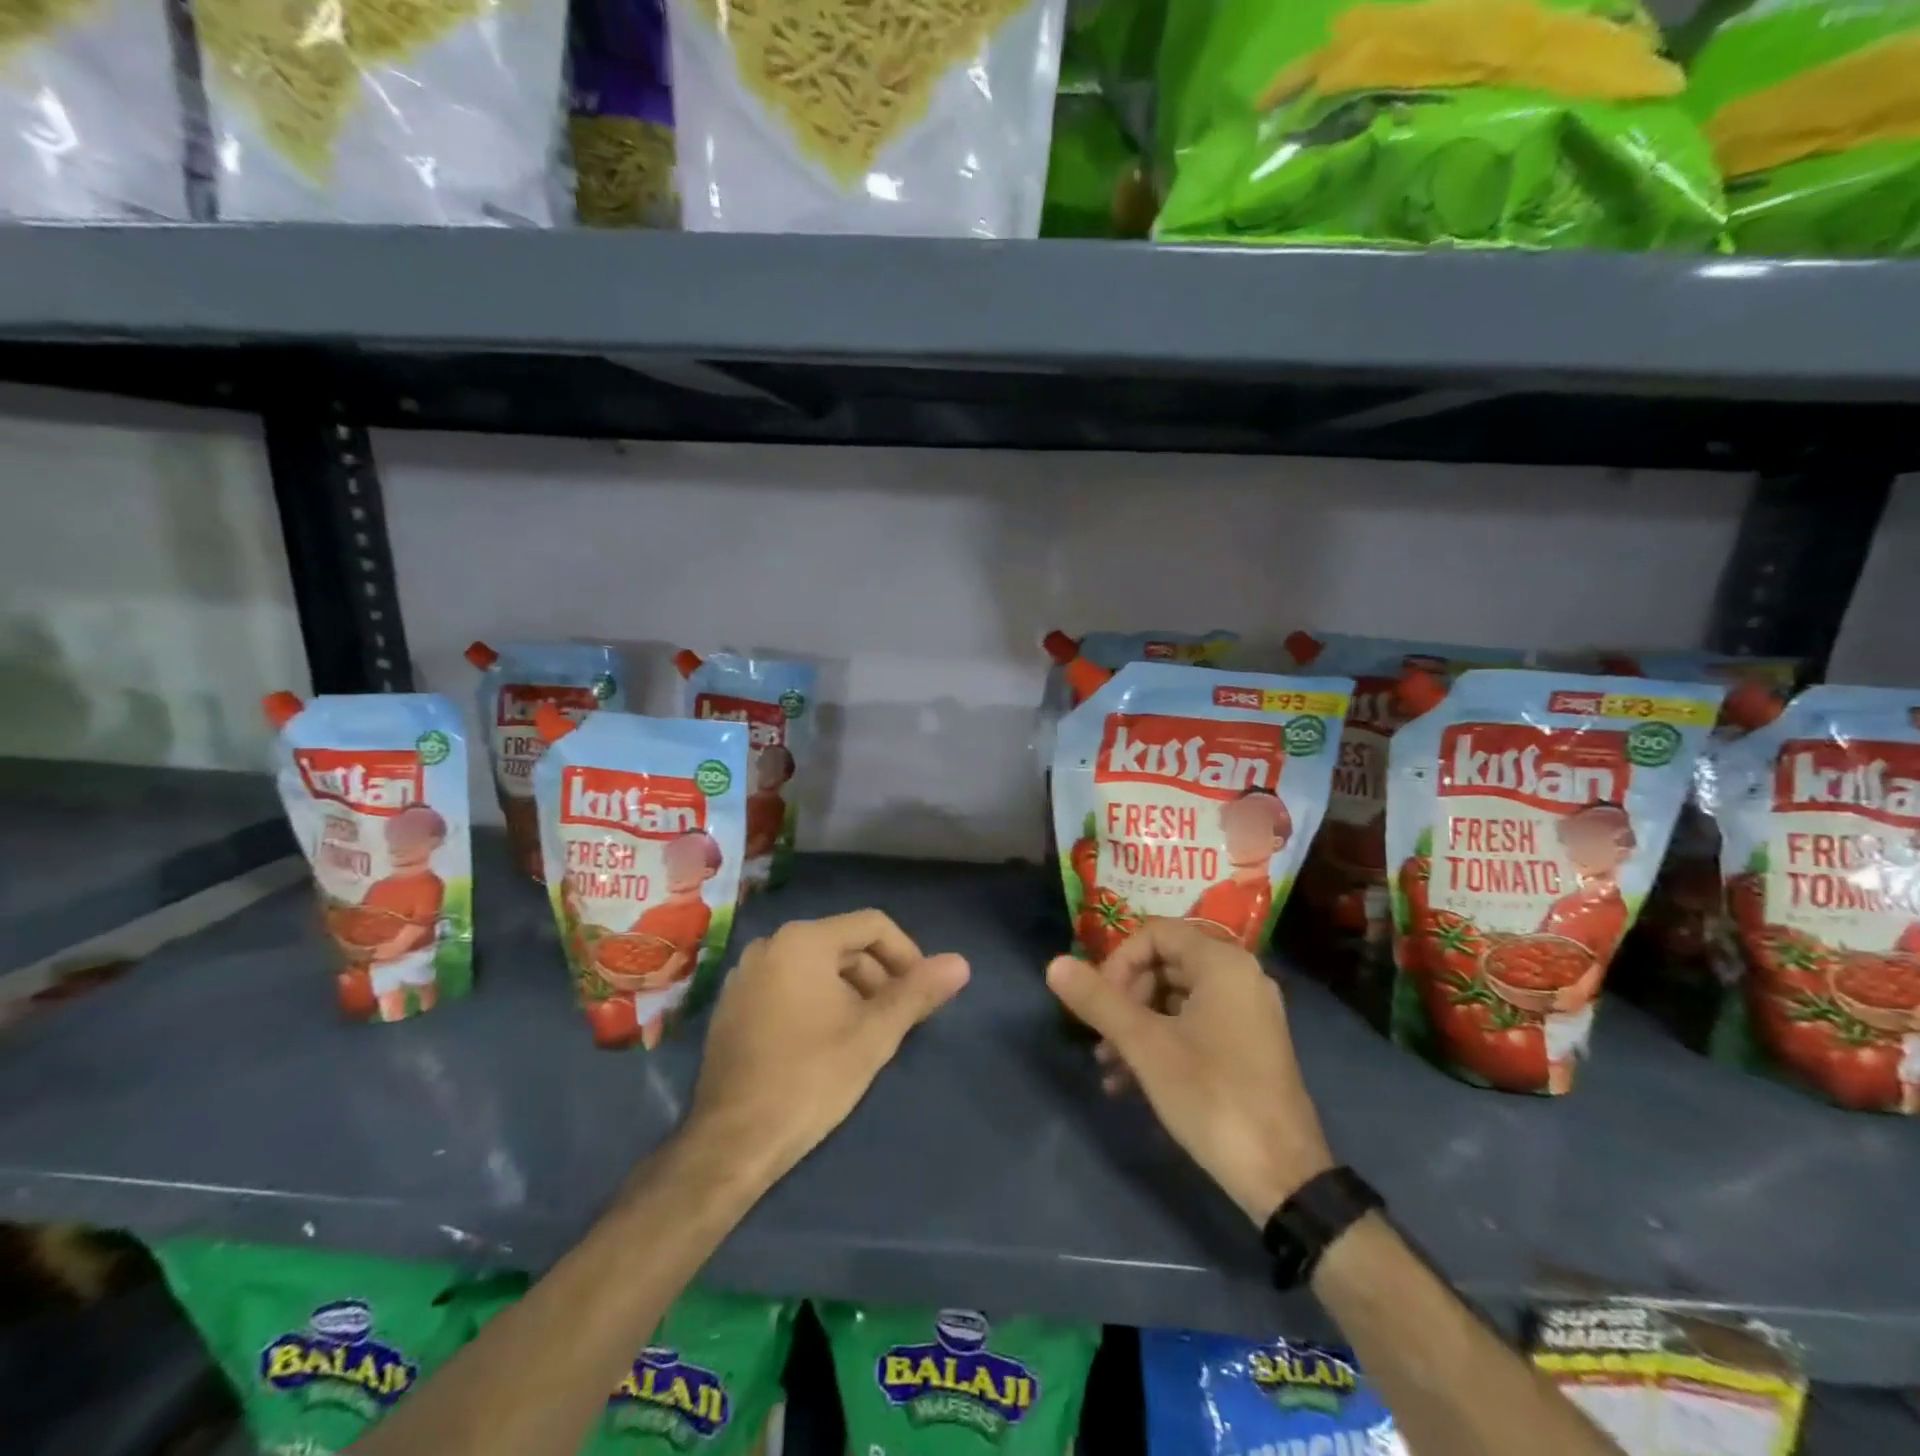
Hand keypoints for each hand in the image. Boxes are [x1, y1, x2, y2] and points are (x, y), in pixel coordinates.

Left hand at [689, 911, 968, 1184]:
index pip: (872, 925)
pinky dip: (816, 1000)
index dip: (907, 954)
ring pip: (815, 966)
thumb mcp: (874, 1034)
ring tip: (865, 1034)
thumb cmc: (811, 1078)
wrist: (731, 1142)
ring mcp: (744, 975)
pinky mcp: (732, 1005)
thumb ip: (918, 992)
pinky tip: (825, 1043)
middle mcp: (770, 944)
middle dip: (878, 976)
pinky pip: (787, 985)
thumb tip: (961, 963)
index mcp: (803, 940)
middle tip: (897, 1019)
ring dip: (849, 990)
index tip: (922, 993)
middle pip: (842, 944)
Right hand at [1045, 919, 1331, 1223]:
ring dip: (1136, 1026)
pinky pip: (1194, 1025)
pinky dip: (1161, 1043)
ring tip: (1108, 1068)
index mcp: (1222, 963)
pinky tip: (1130, 1083)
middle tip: (1100, 1039)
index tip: (1098, 1003)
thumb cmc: (1212, 1096)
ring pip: (1175, 999)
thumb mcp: (1145, 1045)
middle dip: (1124, 999)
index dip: (1118, 962)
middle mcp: (1240, 976)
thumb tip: (1054, 964)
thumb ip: (1098, 1000)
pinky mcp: (1249, 1046)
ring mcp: (1248, 1012)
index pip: (1155, 934)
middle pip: (1164, 964)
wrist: (1284, 1177)